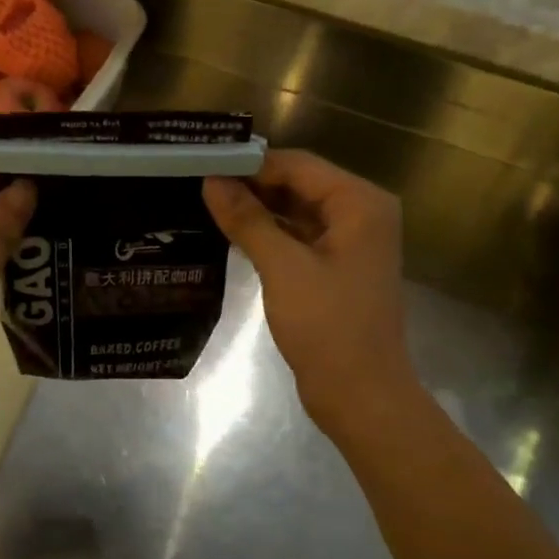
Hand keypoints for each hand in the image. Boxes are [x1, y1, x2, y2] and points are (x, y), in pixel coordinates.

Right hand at [203, 151, 416, 432]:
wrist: (361, 394)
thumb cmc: (328, 327)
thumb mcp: (283, 268)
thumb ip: (248, 220)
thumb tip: (212, 181)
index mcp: (360, 203)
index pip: (298, 165)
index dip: (251, 164)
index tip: (203, 165)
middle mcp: (361, 214)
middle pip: (299, 185)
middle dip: (252, 186)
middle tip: (197, 184)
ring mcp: (350, 243)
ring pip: (296, 212)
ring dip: (257, 211)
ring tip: (206, 205)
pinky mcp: (336, 268)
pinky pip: (298, 238)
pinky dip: (269, 235)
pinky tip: (231, 235)